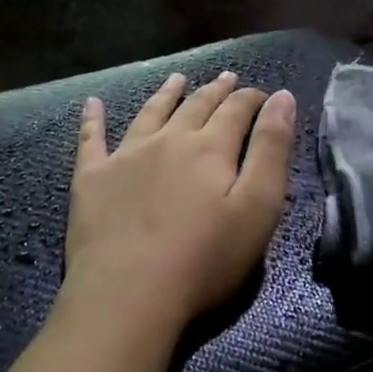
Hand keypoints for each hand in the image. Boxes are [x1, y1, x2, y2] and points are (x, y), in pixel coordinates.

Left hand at [65, 71, 297, 333]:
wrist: (129, 294)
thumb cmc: (205, 259)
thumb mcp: (258, 208)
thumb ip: (272, 150)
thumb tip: (282, 97)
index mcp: (209, 148)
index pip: (236, 111)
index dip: (252, 99)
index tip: (264, 94)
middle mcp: (167, 140)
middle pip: (195, 106)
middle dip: (216, 90)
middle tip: (227, 77)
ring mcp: (124, 156)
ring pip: (149, 113)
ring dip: (166, 94)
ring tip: (177, 79)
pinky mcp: (91, 178)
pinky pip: (91, 139)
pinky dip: (92, 119)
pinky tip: (92, 103)